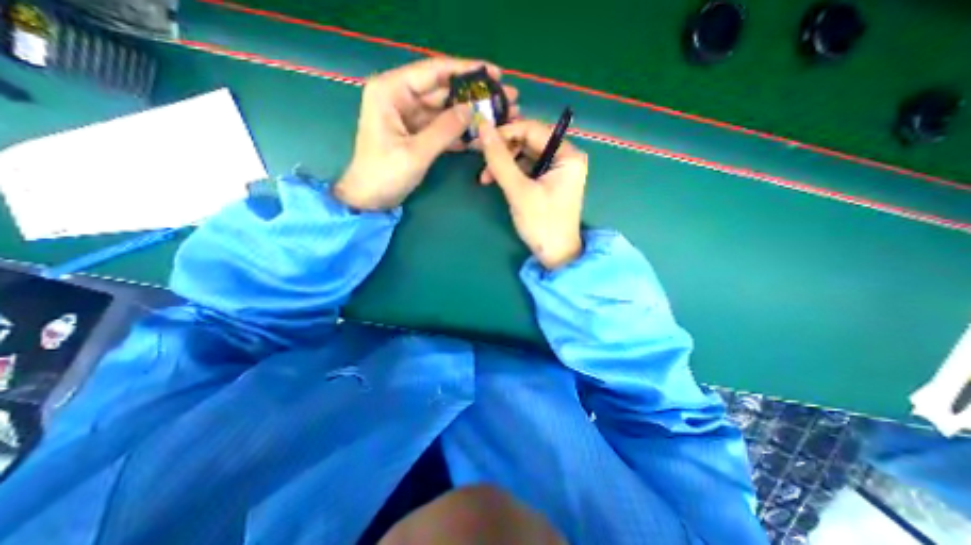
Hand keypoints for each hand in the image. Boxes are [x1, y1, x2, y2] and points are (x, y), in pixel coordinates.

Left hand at [334, 57, 514, 210]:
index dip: (466, 70)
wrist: (370, 199)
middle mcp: (400, 97)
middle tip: (505, 98)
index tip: (495, 73)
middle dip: (473, 95)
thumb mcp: (416, 152)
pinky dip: (459, 132)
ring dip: (470, 115)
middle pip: (443, 90)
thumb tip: (472, 109)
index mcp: (391, 91)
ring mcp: (410, 116)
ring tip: (499, 116)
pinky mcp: (417, 133)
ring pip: (445, 110)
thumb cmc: (384, 174)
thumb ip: (445, 129)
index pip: (434, 72)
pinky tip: (480, 136)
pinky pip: (442, 128)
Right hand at [476, 119, 582, 269]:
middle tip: (480, 161)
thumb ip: (500, 159)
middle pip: (528, 141)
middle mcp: (565, 157)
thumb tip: (482, 127)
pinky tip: (495, 181)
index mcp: (568, 154)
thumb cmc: (541, 223)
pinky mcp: (548, 182)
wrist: (555, 255)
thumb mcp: (519, 190)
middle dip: (502, 151)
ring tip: (485, 178)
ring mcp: (557, 170)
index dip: (504, 132)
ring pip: (524, 155)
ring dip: (503, 163)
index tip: (480, 139)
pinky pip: (526, 169)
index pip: (532, 129)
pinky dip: (510, 173)